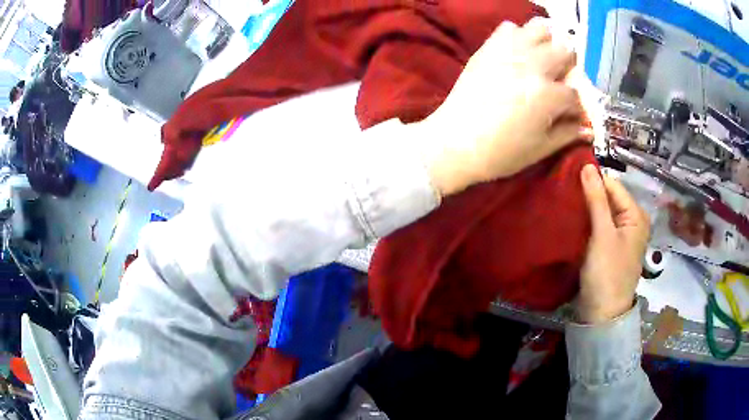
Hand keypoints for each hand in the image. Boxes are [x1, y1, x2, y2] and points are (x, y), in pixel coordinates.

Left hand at [420, 18, 592, 195]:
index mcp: (549, 95)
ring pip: (541, 29)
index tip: (569, 113)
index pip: (575, 94)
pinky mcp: (489, 48)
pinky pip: (509, 27)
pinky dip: (518, 35)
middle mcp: (533, 66)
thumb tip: (587, 128)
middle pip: (565, 52)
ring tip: (542, 59)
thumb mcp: (541, 149)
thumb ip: (568, 134)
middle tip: (559, 81)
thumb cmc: (500, 152)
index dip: (575, 106)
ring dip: (548, 43)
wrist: (455, 142)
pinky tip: (517, 51)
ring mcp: (510, 52)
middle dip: (568, 67)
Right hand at [577, 165, 650, 323]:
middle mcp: (632, 221)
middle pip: (608, 198)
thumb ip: (596, 199)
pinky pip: (599, 226)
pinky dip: (587, 222)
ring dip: (586, 208)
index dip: (592, 180)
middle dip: (588, 194)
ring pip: (602, 212)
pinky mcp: (610, 247)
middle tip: (563, 191)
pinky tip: (573, 220)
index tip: (567, 177)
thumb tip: (586, 165)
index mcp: (636, 215)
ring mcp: (621, 235)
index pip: (613, 186)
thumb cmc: (607, 273)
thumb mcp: (603, 235)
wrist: (602, 315)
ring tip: (565, 203)